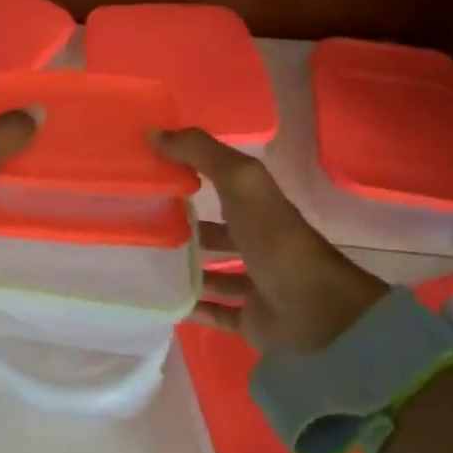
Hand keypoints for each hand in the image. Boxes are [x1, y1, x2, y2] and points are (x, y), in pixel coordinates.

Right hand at [153, 128, 387, 352]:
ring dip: (184, 265)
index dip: (189, 172)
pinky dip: (190, 305)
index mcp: (259, 206)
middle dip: (182, 224)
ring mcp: (255, 282)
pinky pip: (213, 310)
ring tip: (141, 259)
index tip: (148, 170)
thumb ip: (200, 152)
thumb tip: (152, 132)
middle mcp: (258, 241)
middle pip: (215, 229)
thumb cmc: (275, 239)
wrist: (315, 314)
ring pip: (213, 270)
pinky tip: (159, 298)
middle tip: (137, 220)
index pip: (221, 182)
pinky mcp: (249, 319)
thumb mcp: (239, 180)